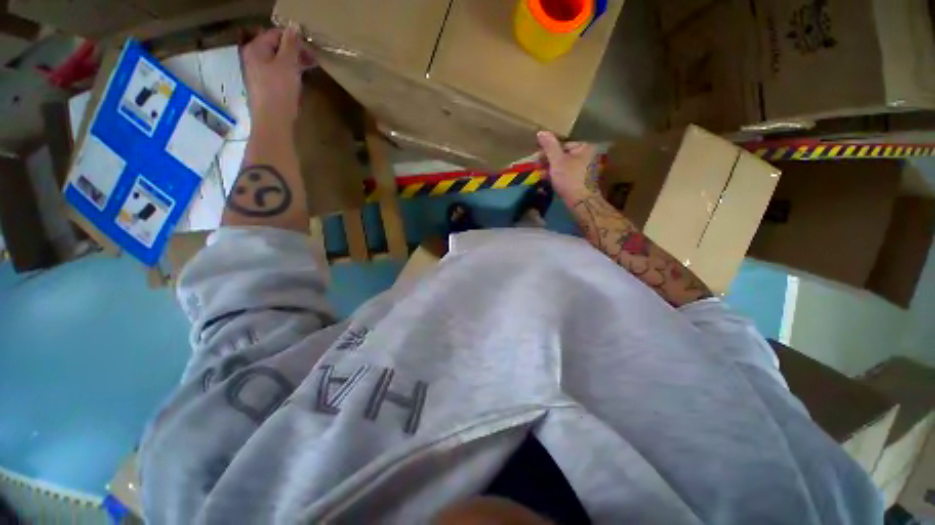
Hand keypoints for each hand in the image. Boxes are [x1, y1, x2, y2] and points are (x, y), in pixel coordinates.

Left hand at [241, 26, 314, 126]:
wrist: (273, 121)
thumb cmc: (279, 90)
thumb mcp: (288, 64)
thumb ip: (291, 44)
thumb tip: (294, 26)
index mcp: (256, 48)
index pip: (275, 34)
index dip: (294, 39)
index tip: (311, 49)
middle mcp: (253, 58)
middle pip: (275, 47)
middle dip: (295, 51)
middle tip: (313, 59)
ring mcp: (257, 73)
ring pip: (278, 61)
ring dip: (294, 62)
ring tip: (309, 69)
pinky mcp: (264, 87)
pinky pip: (277, 73)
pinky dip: (290, 73)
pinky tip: (299, 80)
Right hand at [537, 131, 598, 199]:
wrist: (582, 202)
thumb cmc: (570, 179)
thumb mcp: (557, 161)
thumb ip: (549, 146)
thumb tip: (541, 132)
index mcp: (585, 147)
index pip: (562, 145)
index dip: (548, 152)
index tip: (537, 160)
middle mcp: (589, 155)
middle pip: (564, 156)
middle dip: (549, 162)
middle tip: (537, 169)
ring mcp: (587, 169)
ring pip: (565, 166)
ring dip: (552, 171)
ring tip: (541, 176)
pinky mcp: (583, 180)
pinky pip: (568, 175)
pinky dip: (559, 177)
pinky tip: (550, 182)